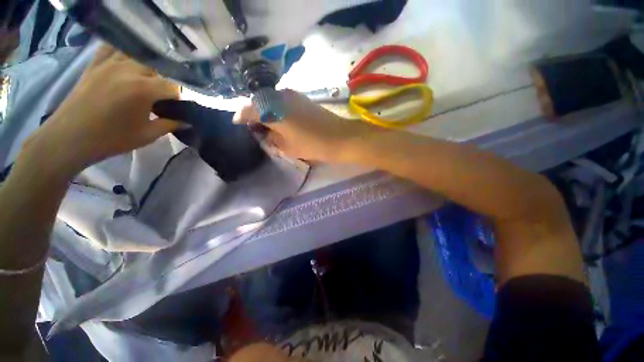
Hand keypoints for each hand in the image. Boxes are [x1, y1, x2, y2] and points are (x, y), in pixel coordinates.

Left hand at [21, 45, 180, 175]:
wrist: (71, 137)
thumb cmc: (112, 139)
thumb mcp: (148, 135)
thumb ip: (170, 125)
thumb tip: (187, 121)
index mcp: (144, 89)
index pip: (173, 86)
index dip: (179, 97)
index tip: (178, 107)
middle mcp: (128, 70)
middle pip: (157, 67)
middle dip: (164, 81)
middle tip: (162, 96)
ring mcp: (109, 64)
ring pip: (137, 55)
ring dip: (146, 67)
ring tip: (146, 80)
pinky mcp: (95, 64)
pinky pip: (111, 48)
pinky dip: (122, 52)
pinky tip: (126, 62)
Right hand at [233, 89, 378, 162]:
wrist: (339, 137)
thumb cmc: (312, 145)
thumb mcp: (287, 147)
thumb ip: (272, 140)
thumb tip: (265, 134)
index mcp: (272, 110)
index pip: (248, 109)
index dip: (240, 117)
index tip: (237, 124)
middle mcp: (278, 96)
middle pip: (258, 102)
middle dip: (252, 113)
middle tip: (252, 126)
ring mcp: (291, 95)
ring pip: (270, 99)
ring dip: (265, 110)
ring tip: (266, 124)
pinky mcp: (301, 97)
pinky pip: (281, 100)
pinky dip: (276, 108)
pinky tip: (279, 119)